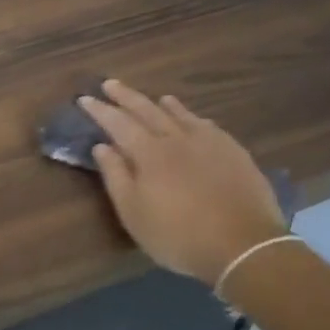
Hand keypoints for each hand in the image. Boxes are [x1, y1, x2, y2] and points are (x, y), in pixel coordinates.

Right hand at [81, 79, 288, 284]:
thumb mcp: (134, 213)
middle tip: (110, 83)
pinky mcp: (234, 152)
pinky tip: (197, 121)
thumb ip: (116, 176)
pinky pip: (209, 126)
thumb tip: (102, 146)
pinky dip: (195, 119)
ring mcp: (209, 143)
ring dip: (163, 104)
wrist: (244, 245)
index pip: (118, 123)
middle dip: (126, 96)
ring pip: (181, 114)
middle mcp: (177, 138)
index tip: (85, 98)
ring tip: (156, 97)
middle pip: (147, 110)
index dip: (100, 110)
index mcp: (149, 152)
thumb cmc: (178, 235)